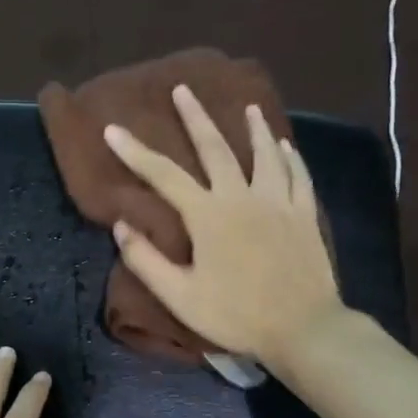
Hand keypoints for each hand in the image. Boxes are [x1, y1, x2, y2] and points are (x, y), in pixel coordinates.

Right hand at [104, 84, 344, 368]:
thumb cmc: (236, 315)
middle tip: (184, 89)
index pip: (163, 176)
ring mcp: (279, 204)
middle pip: (216, 149)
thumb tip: (121, 226)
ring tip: (248, 108)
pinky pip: (298, 177)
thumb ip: (146, 260)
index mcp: (208, 216)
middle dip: (196, 118)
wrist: (303, 328)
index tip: (112, 129)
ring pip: (265, 155)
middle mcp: (243, 198)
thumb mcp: (180, 296)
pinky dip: (291, 158)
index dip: (135, 151)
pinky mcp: (305, 216)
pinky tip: (286, 147)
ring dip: (253, 129)